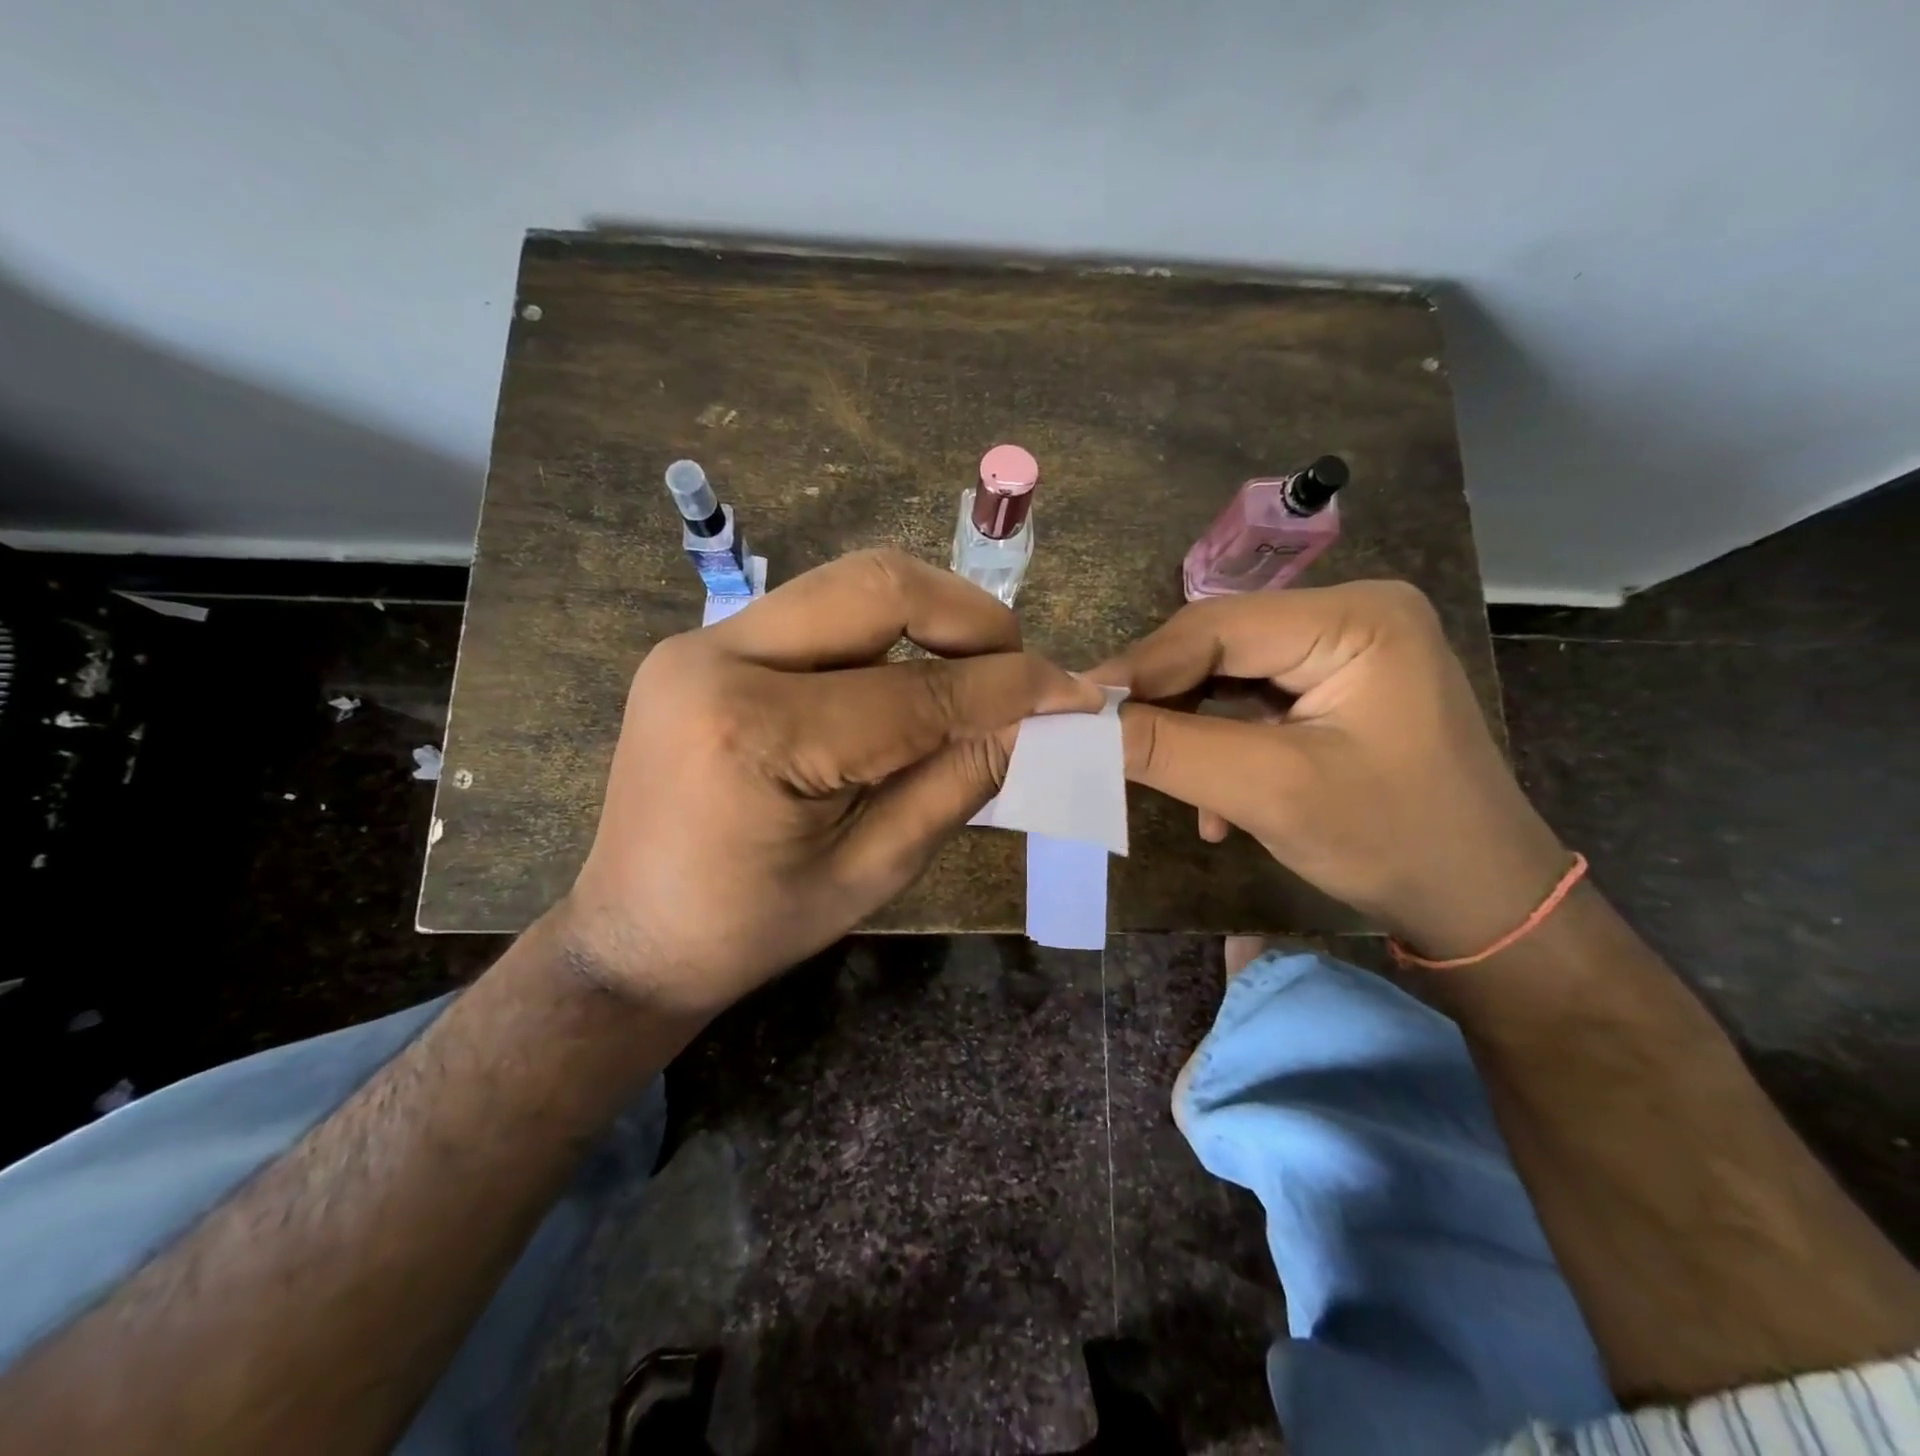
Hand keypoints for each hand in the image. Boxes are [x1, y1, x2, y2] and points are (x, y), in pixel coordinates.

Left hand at [561, 549, 1099, 1016]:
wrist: (630, 936)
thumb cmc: (749, 928)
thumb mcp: (870, 872)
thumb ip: (956, 784)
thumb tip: (1033, 721)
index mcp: (754, 734)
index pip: (915, 691)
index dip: (1008, 688)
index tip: (1072, 693)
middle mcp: (717, 658)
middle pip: (877, 585)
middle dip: (970, 617)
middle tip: (1019, 666)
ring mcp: (700, 641)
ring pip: (847, 586)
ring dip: (928, 617)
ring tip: (974, 671)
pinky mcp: (702, 645)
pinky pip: (817, 613)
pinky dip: (882, 634)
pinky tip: (908, 677)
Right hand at [1092, 580, 1568, 958]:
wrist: (1482, 905)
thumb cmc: (1393, 842)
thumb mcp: (1270, 792)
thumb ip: (1168, 750)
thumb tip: (1079, 724)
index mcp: (1356, 617)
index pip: (1215, 626)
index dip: (1139, 668)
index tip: (1074, 712)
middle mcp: (1352, 614)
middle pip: (1219, 645)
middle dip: (1161, 700)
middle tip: (1105, 745)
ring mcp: (1346, 650)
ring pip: (1228, 674)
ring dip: (1187, 728)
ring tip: (1156, 777)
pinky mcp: (1337, 687)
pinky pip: (1253, 700)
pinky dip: (1220, 743)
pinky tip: (1216, 802)